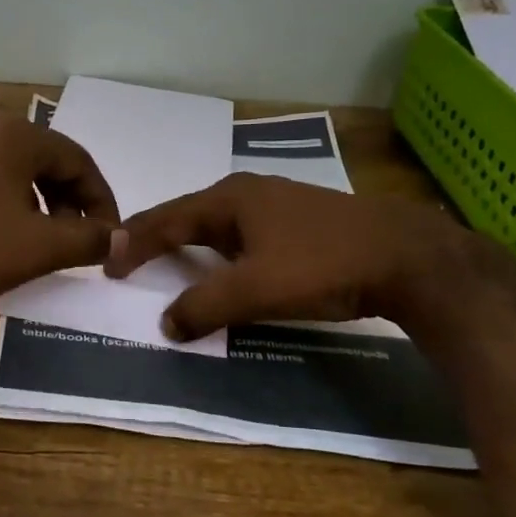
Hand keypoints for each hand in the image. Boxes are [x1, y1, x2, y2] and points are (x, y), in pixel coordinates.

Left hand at [0, 114, 119, 321]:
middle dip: (72, 202)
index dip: (102, 200)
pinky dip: (12, 207)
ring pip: (18, 174)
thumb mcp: (40, 247)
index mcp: (15, 135)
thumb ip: (89, 238)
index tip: (109, 237)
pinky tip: (9, 240)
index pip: (78, 159)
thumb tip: (122, 238)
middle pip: (48, 162)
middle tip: (81, 241)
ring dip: (43, 206)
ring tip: (48, 244)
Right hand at [102, 174, 478, 340]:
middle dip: (156, 237)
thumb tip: (166, 324)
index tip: (107, 264)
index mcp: (229, 198)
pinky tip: (225, 265)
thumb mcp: (256, 290)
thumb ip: (204, 306)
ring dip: (189, 244)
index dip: (133, 242)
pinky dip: (219, 251)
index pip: (165, 219)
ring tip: (167, 262)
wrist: (409, 257)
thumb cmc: (323, 265)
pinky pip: (241, 233)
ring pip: (216, 224)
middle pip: (187, 215)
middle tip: (129, 260)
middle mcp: (247, 192)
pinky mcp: (299, 221)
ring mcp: (276, 203)